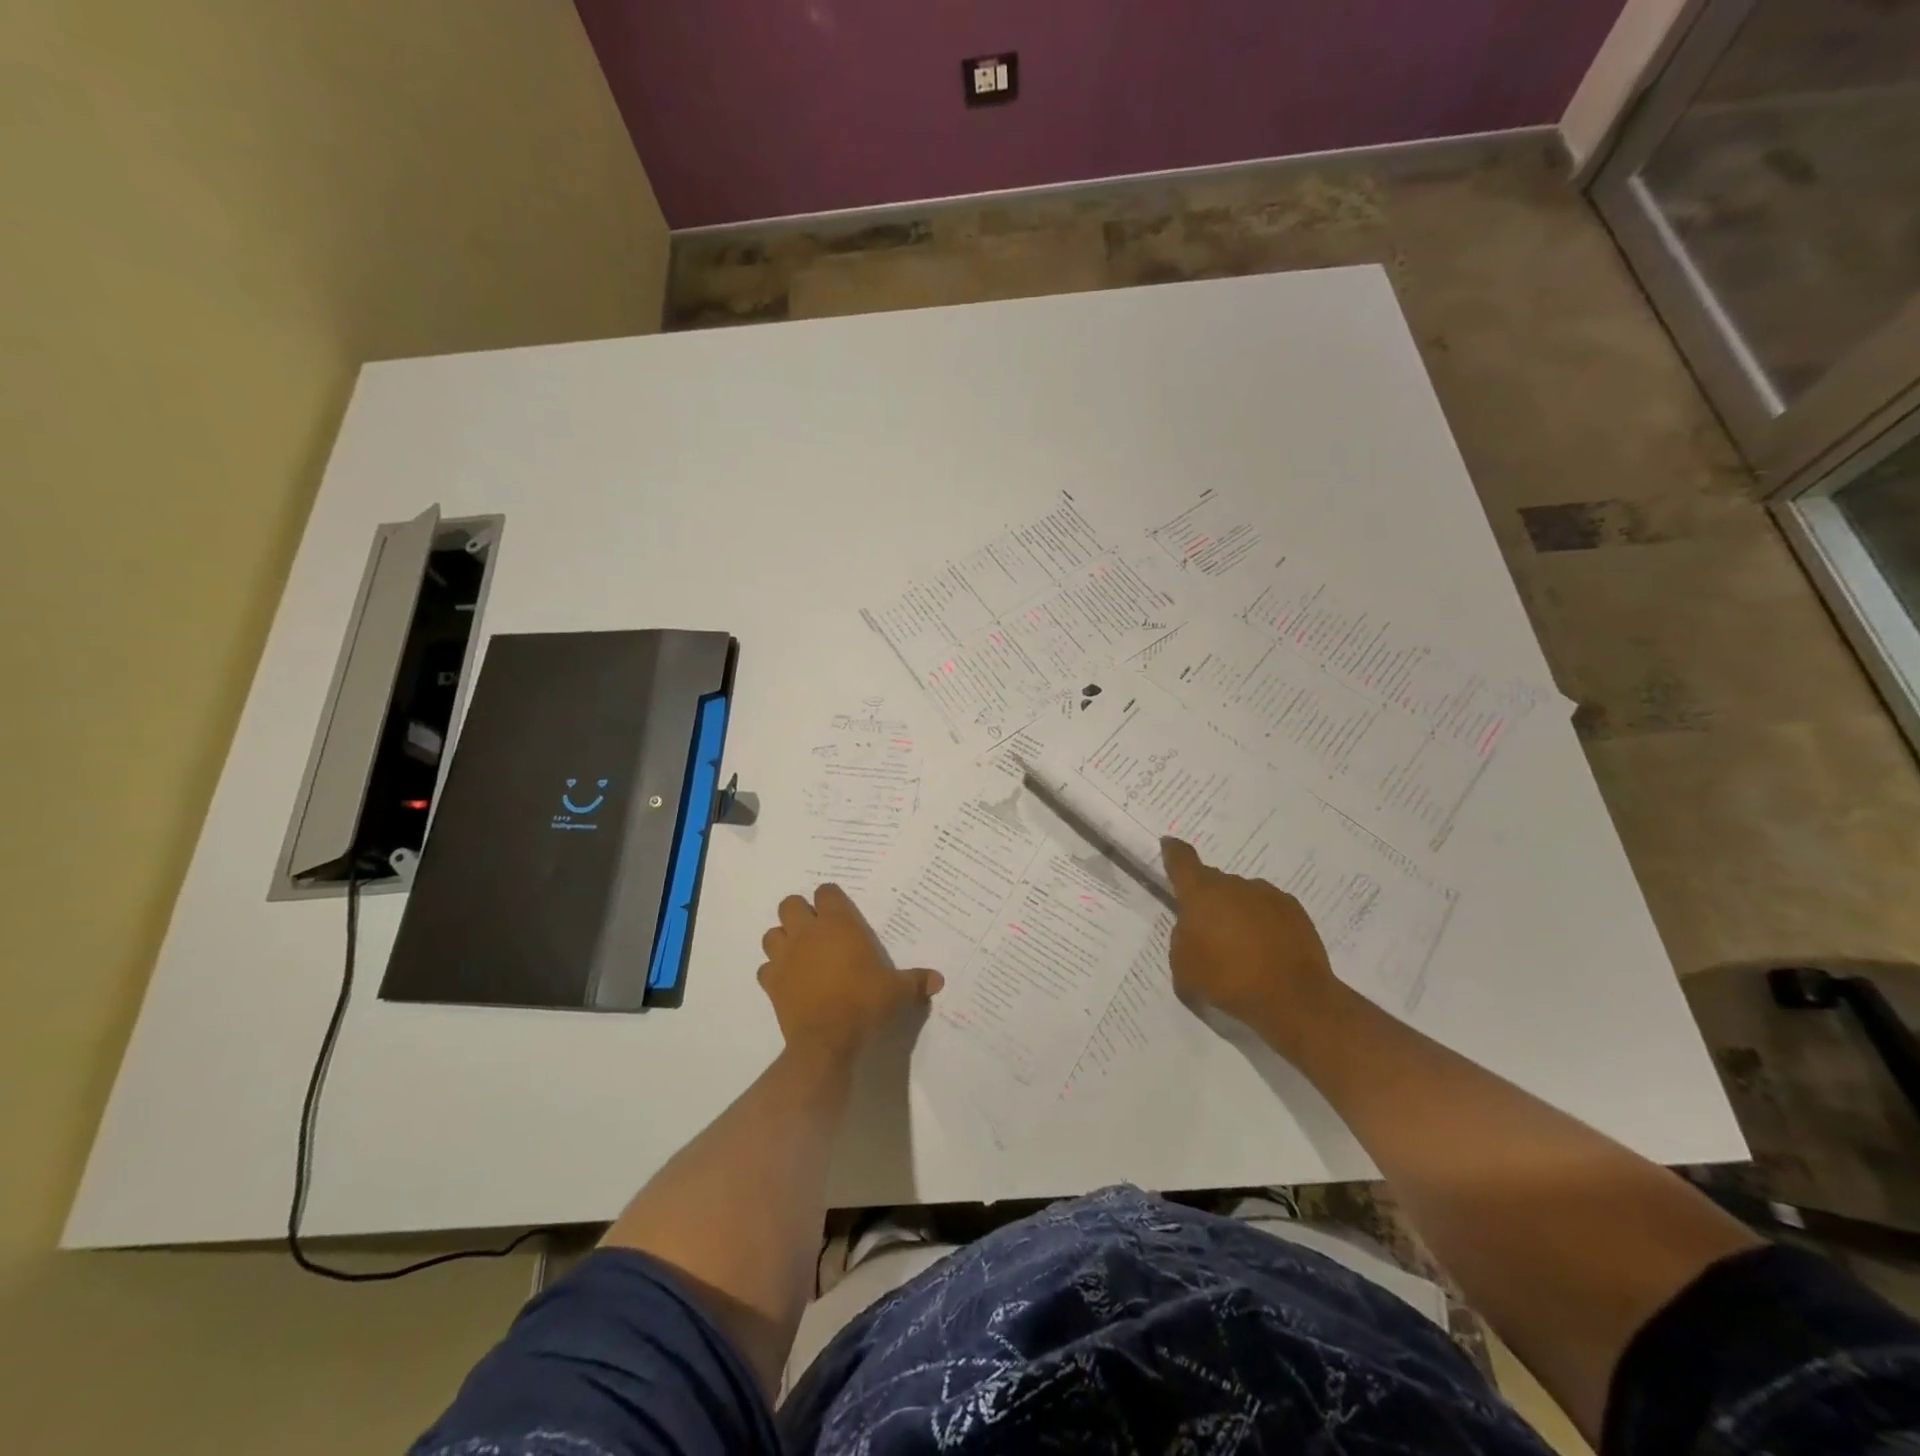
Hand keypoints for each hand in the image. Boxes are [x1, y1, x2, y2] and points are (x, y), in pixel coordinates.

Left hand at [757, 884, 942, 1064]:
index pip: (826, 892)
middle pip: (790, 904)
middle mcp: (807, 933)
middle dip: (800, 912)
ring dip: (783, 939)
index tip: (840, 912)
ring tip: (800, 953)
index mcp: (838, 924)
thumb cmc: (865, 1004)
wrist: (827, 1041)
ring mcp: (785, 957)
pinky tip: (788, 981)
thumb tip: (939, 980)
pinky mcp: (771, 983)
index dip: (831, 898)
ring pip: (772, 933)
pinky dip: (774, 971)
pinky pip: (765, 968)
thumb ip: (917, 981)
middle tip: (817, 930)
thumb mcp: (898, 991)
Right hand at [1160, 837, 1347, 1056]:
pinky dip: (1264, 925)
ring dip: (1237, 913)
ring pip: (1243, 897)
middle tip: (1209, 932)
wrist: (1294, 998)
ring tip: (1242, 948)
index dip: (1173, 852)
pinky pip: (1269, 911)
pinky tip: (1267, 952)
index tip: (1169, 844)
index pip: (1181, 861)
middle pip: (1214, 883)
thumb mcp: (1184, 968)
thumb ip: (1181, 941)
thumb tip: (1194, 931)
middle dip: (1209, 902)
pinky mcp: (1295, 911)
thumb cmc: (1228, 980)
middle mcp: (1234, 885)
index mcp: (1201, 893)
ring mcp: (1268, 895)